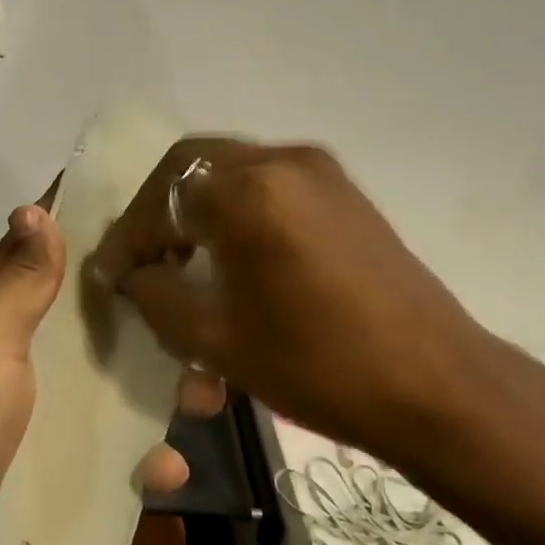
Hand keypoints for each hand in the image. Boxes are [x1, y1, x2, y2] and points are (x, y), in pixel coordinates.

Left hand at [0, 200, 191, 544]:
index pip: (50, 253)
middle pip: (97, 325)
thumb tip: (35, 207)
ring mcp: (34, 416)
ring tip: (207, 401)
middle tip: (210, 327)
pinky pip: (104, 455)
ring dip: (158, 393)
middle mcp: (20, 356)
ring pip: (109, 389)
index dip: (99, 232)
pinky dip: (136, 460)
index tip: (163, 217)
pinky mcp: (45, 471)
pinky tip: (167, 471)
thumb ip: (17, 281)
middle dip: (152, 324)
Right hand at [89, 138, 498, 452]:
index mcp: (249, 193)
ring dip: (195, 205)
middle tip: (142, 257)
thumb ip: (157, 296)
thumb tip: (130, 274)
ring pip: (230, 168)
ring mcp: (320, 170)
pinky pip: (268, 181)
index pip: (161, 197)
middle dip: (157, 209)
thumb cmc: (319, 366)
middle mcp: (283, 161)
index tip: (109, 276)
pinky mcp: (344, 190)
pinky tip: (231, 252)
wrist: (435, 383)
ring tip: (181, 257)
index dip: (127, 238)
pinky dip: (234, 206)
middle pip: (192, 164)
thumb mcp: (217, 341)